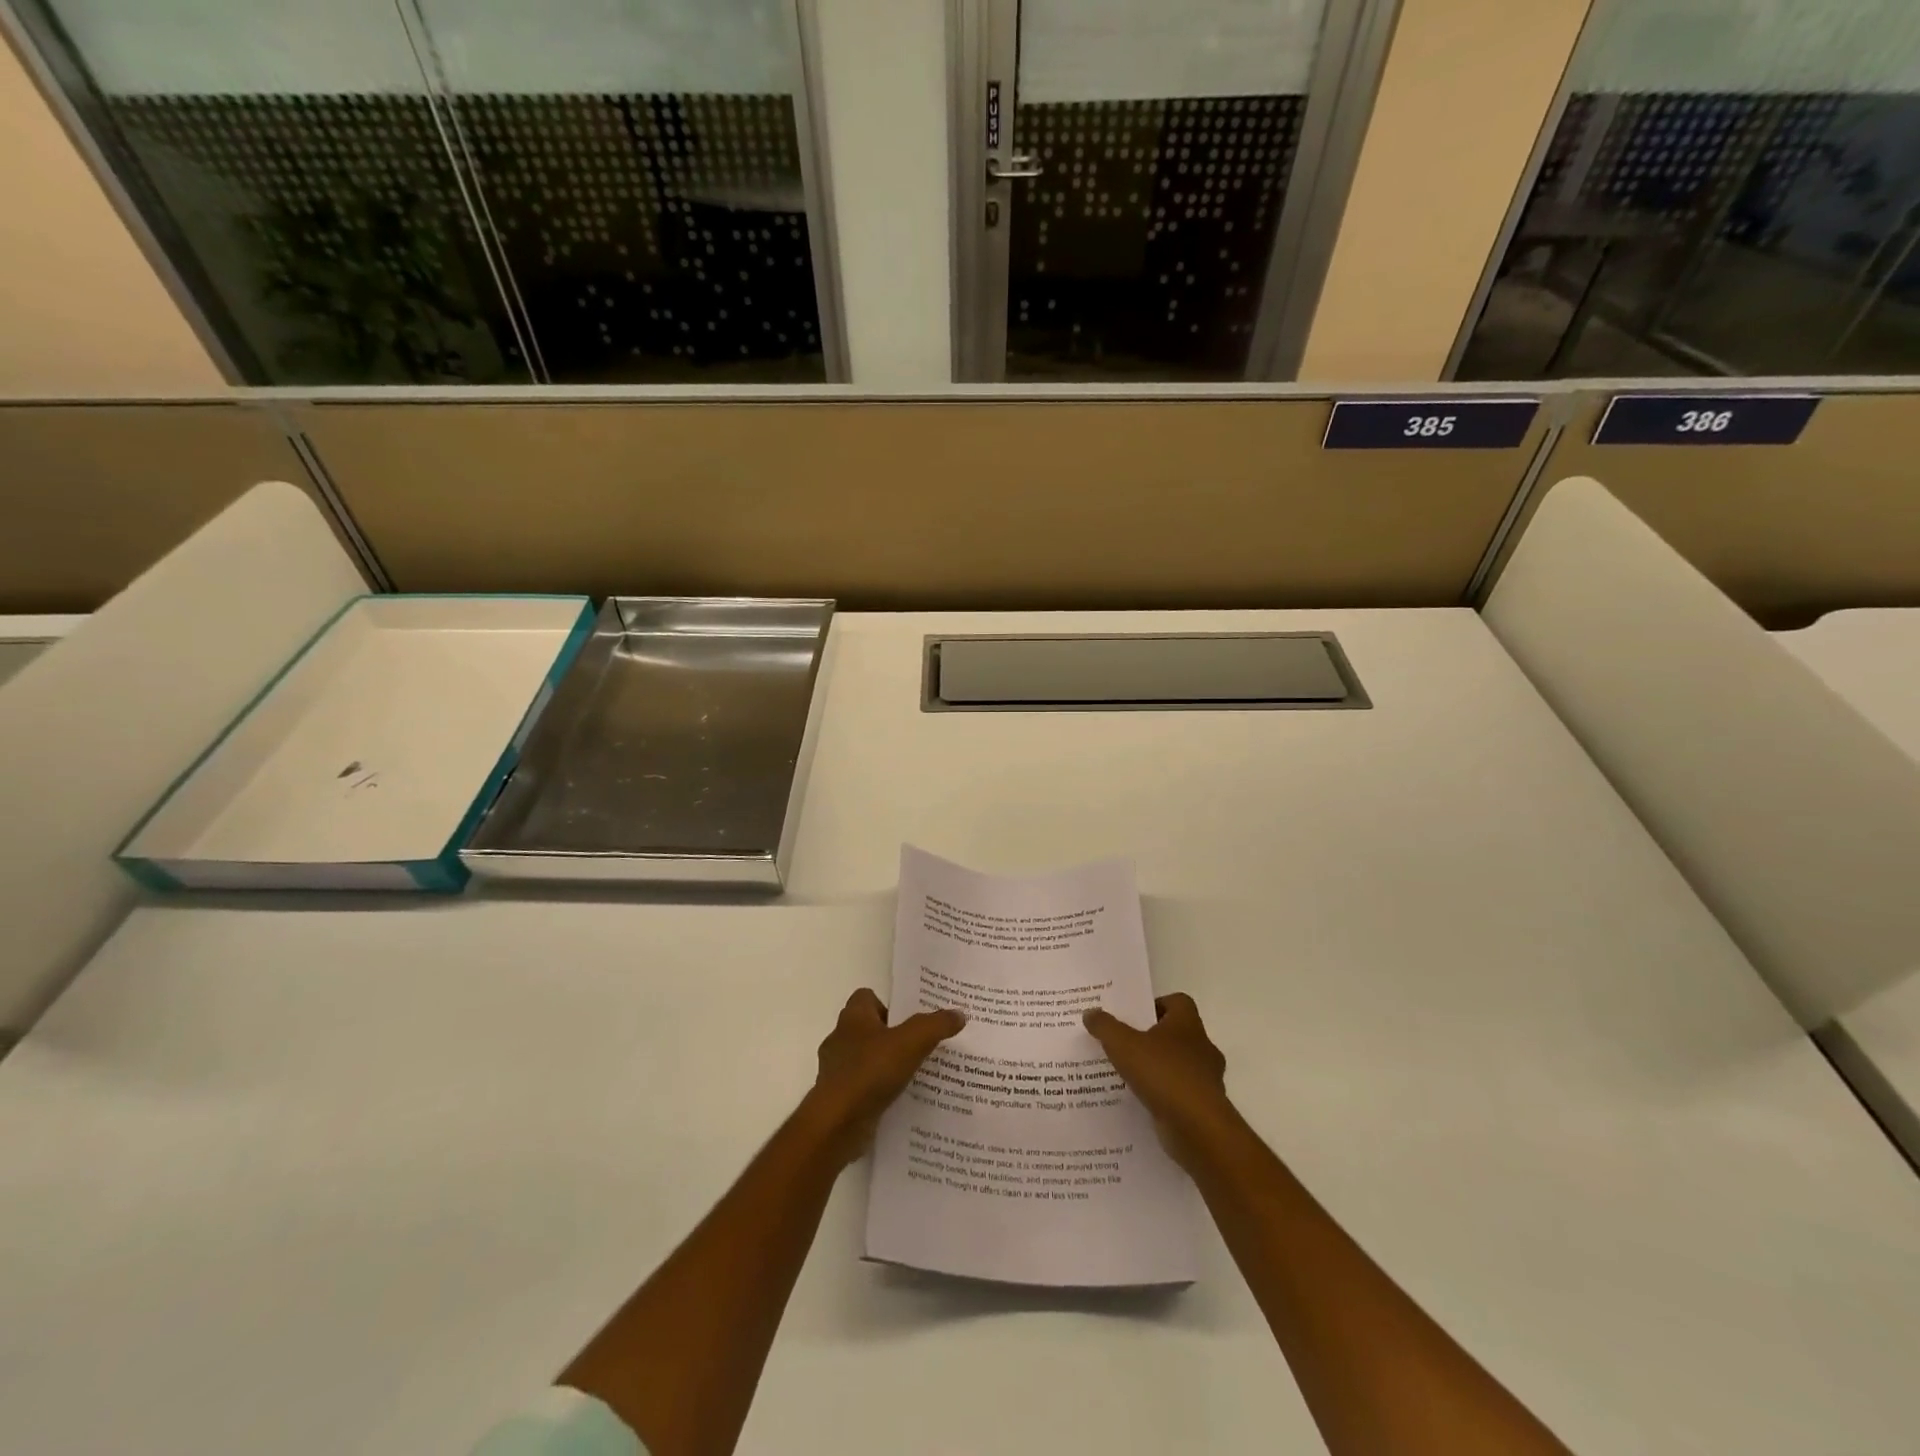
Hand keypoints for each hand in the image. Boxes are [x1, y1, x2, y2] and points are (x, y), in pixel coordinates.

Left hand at [806, 989, 964, 1165]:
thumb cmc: (870, 1071)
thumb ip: (935, 1025)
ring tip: (915, 1076)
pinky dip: (878, 1091)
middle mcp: (840, 1039)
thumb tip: (958, 1014)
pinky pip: (862, 1087)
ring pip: (865, 1059)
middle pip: (868, 1028)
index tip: (910, 1021)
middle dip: (891, 1037)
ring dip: (885, 1066)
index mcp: (853, 1018)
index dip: (888, 1005)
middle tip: (920, 1047)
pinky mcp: (838, 1098)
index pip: (866, 997)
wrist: (836, 1124)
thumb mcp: (911, 1042)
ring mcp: (836, 1070)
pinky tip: (899, 1100)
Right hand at [1083, 993, 1231, 1170]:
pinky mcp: (1203, 1107)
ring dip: (1156, 1069)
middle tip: (1123, 1043)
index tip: (1133, 1016)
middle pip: (1176, 1034)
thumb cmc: (1164, 1074)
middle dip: (1151, 1038)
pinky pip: (1178, 1093)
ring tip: (1126, 1075)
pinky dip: (1162, 1095)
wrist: (1198, 1129)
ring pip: (1177, 1065)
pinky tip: (1139, 1101)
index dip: (1156, 1005)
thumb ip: (1105, 1026)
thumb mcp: (1124, 1045)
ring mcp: (1206, 1079)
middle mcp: (1202, 1047)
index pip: (1177, 1002)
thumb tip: (1090, 1012)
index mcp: (1188, 1024)